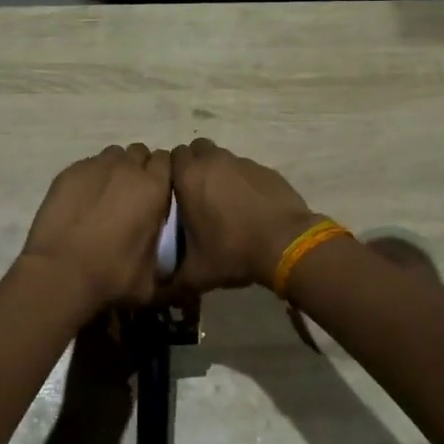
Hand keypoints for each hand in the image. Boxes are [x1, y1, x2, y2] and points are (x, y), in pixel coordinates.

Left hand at [21, 144, 172, 314]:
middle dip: (139, 168)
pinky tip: (83, 200)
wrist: (61, 272)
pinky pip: (88, 165)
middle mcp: (127, 168)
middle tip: (132, 194)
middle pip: (139, 153)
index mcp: (154, 187)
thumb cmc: (112, 275)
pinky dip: (90, 177)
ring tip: (107, 194)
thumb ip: (162, 249)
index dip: (162, 174)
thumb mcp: (152, 274)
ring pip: (113, 155)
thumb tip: (162, 251)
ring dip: (115, 169)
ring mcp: (96, 166)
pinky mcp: (69, 172)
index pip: (166, 160)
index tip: (158, 191)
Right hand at [169, 138, 321, 292]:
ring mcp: (243, 163)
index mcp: (189, 177)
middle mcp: (214, 161)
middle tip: (196, 194)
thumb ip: (172, 281)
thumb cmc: (233, 251)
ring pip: (222, 157)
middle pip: (196, 149)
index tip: (173, 194)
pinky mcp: (266, 170)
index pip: (170, 157)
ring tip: (223, 202)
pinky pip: (246, 170)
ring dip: (219, 172)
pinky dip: (243, 182)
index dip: (171, 173)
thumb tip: (157, 294)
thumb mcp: (197, 274)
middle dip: (194, 165)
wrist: (286, 244)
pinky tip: (249, 206)